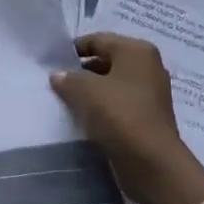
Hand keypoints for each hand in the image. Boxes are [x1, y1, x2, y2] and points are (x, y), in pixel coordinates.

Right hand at [51, 33, 203, 203]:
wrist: (152, 164)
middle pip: (106, 61)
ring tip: (66, 101)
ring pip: (112, 85)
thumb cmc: (119, 115)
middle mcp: (148, 67)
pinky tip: (84, 118)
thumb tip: (58, 76)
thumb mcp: (84, 90)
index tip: (52, 63)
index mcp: (136, 51)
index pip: (97, 40)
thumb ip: (67, 78)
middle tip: (57, 82)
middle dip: (81, 71)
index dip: (73, 49)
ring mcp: (151, 93)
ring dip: (91, 92)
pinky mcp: (148, 117)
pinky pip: (119, 105)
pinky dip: (102, 108)